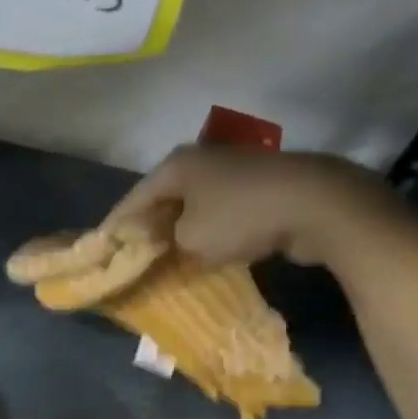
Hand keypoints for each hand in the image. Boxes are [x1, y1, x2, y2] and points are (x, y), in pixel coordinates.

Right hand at [104, 146, 417, 267]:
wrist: (316, 204)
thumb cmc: (240, 217)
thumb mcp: (189, 239)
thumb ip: (163, 241)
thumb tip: (157, 240)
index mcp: (176, 166)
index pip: (133, 198)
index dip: (115, 226)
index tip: (101, 249)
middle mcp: (201, 161)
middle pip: (162, 199)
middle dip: (147, 228)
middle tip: (131, 256)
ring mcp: (233, 171)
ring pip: (192, 206)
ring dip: (178, 231)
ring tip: (164, 257)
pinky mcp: (258, 187)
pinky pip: (219, 212)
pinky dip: (207, 231)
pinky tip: (203, 251)